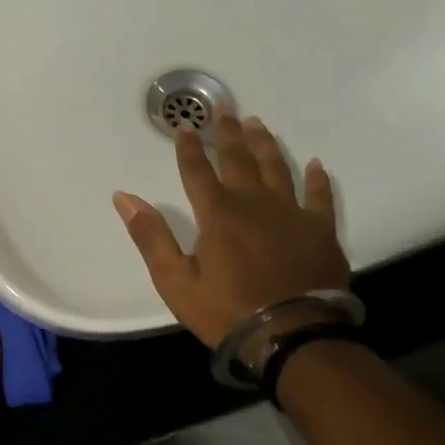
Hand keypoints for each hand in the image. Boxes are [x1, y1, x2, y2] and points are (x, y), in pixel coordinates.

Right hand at [113, 113, 350, 348]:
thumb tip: (124, 197)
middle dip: (227, 132)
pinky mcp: (320, 231)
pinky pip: (319, 197)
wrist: (292, 336)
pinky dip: (317, 179)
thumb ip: (150, 235)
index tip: (184, 124)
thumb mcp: (175, 279)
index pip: (196, 170)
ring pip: (277, 168)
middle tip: (225, 108)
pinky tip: (316, 164)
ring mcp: (291, 214)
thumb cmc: (226, 309)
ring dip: (265, 144)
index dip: (187, 146)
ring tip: (258, 124)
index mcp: (217, 213)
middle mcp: (254, 203)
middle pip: (238, 159)